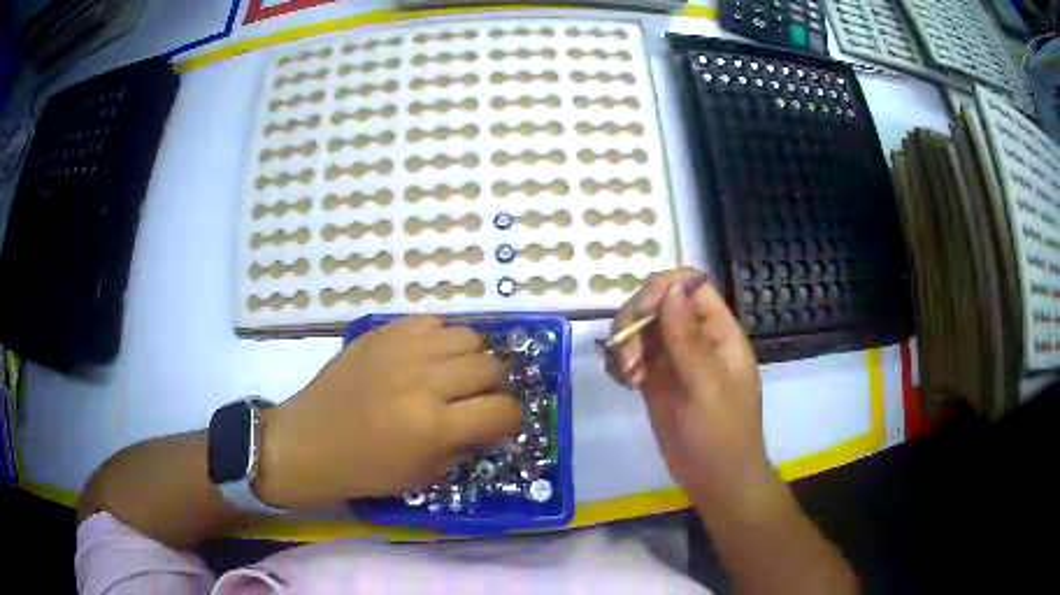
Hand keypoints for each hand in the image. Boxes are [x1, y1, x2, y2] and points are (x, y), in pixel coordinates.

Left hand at [256, 316, 520, 508]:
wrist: (308, 441)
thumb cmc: (364, 469)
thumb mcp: (424, 474)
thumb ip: (465, 445)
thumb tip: (491, 423)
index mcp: (434, 425)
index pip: (503, 411)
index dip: (512, 419)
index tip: (504, 424)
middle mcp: (424, 380)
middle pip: (491, 368)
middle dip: (496, 388)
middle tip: (480, 400)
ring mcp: (402, 350)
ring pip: (469, 337)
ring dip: (472, 359)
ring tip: (455, 375)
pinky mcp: (382, 333)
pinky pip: (433, 322)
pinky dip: (441, 339)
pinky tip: (428, 357)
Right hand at [606, 269, 772, 505]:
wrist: (716, 479)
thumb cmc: (722, 433)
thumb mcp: (707, 386)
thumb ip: (687, 338)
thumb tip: (671, 288)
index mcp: (718, 331)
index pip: (690, 286)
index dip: (663, 289)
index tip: (641, 314)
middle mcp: (695, 338)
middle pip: (658, 303)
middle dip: (636, 321)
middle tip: (627, 357)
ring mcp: (674, 359)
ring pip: (641, 328)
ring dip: (625, 344)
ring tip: (626, 375)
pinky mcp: (656, 380)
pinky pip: (633, 356)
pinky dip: (621, 363)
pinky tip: (624, 383)